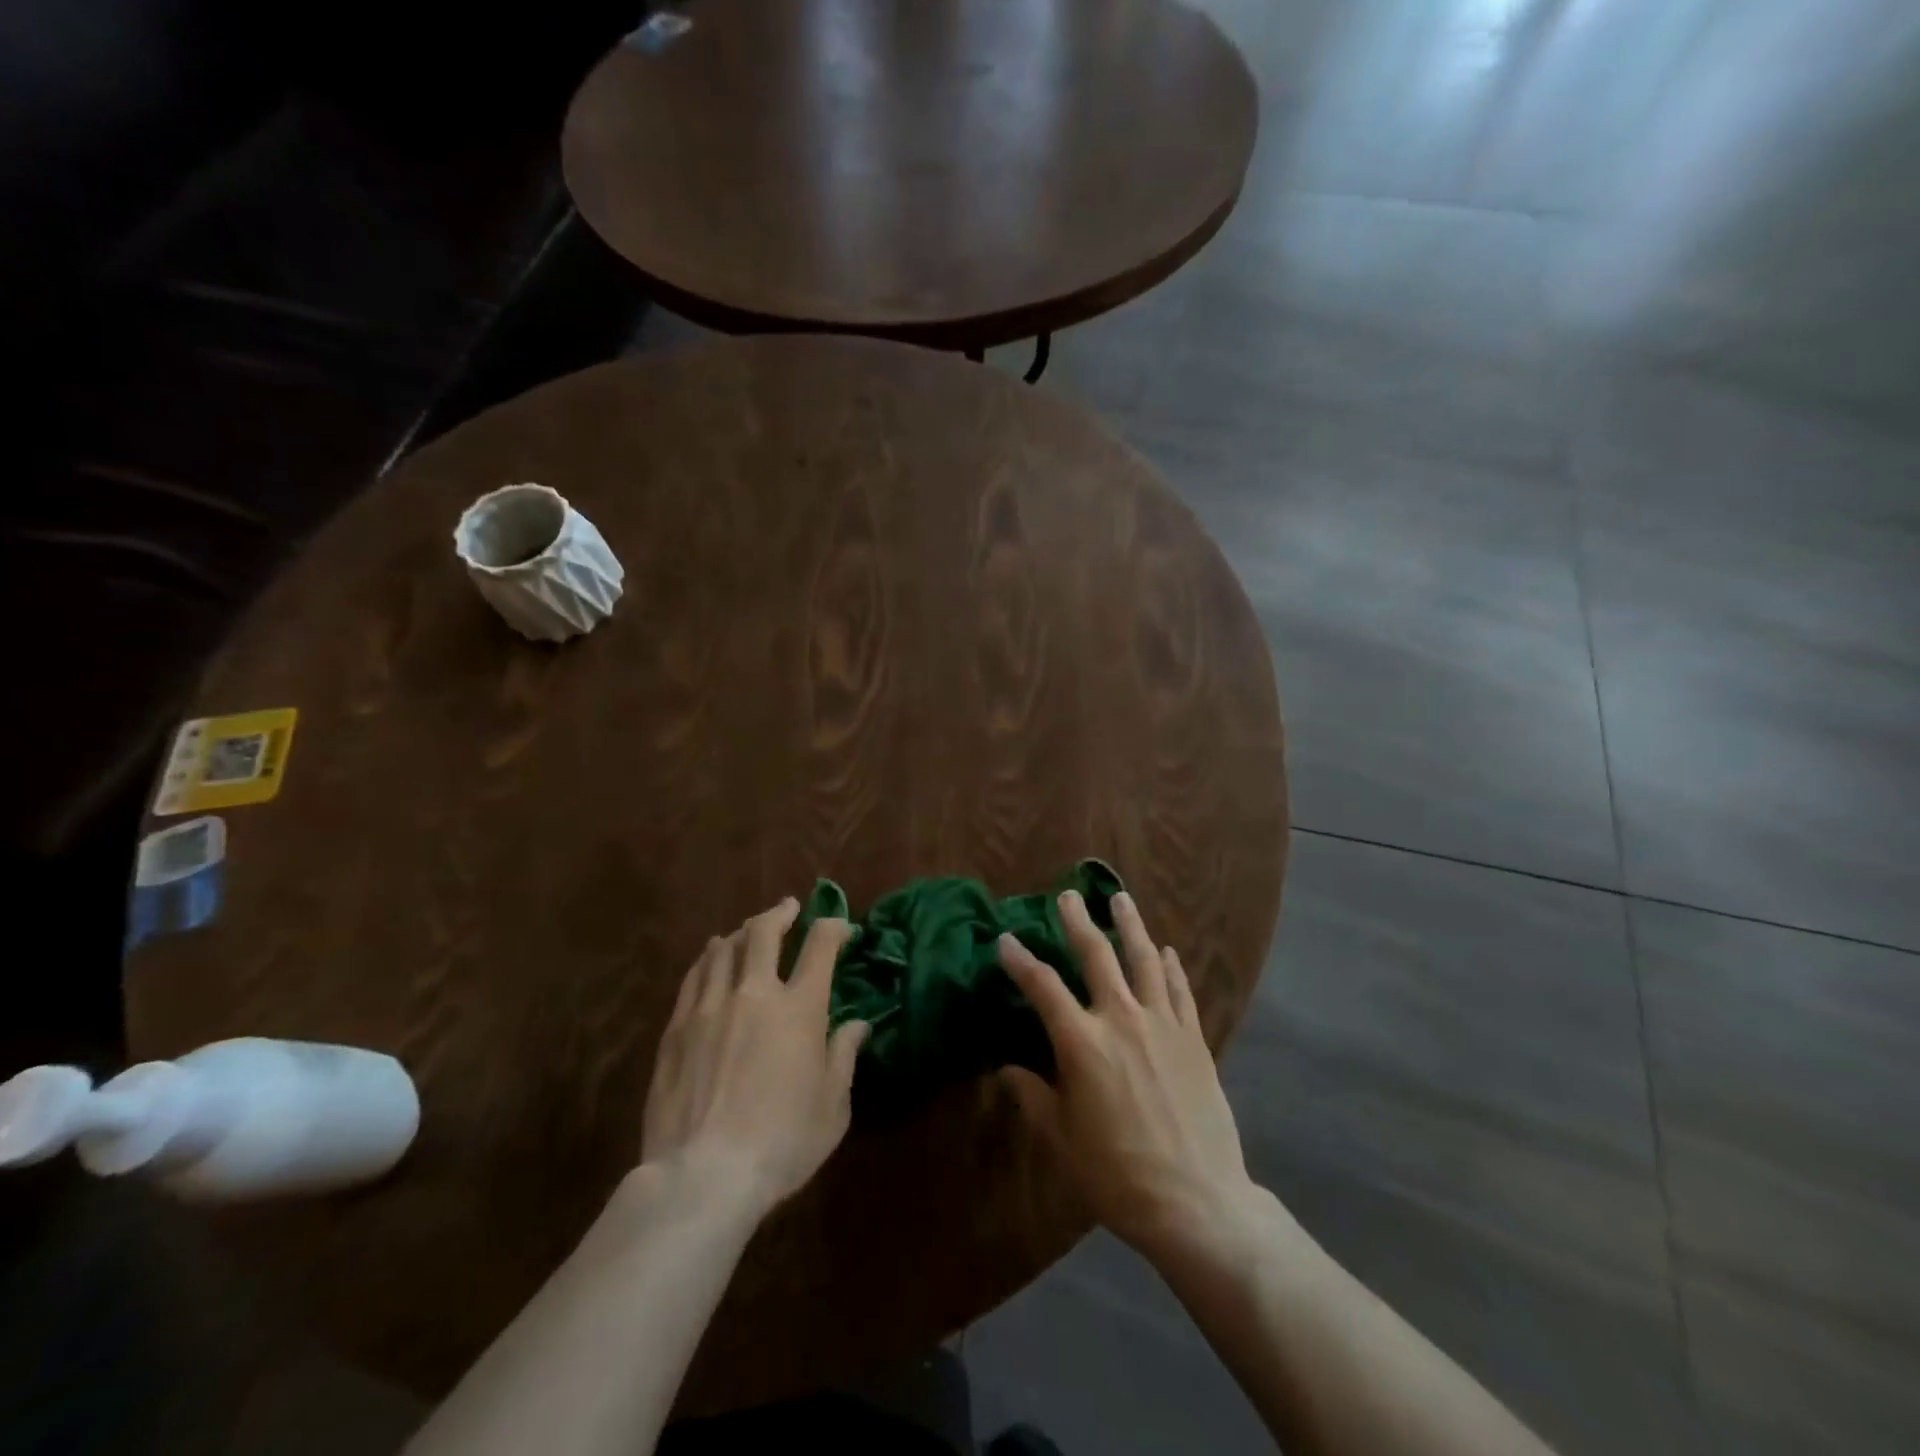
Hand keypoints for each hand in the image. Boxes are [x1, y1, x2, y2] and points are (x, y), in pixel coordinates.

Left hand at [641, 900, 867, 1218]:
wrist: (703, 1176)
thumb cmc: (782, 1143)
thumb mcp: (832, 1106)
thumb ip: (844, 1056)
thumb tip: (858, 1024)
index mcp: (800, 1008)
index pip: (820, 945)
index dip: (834, 927)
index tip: (841, 929)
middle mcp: (755, 993)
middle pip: (764, 932)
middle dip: (781, 913)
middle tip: (789, 909)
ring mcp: (710, 1007)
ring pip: (724, 949)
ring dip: (742, 932)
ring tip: (749, 931)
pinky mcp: (677, 1028)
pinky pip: (694, 976)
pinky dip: (709, 958)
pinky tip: (712, 958)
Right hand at [999, 891, 1256, 1261]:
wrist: (1197, 1201)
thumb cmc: (1117, 1174)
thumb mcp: (1062, 1139)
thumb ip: (1033, 1096)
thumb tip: (1006, 1070)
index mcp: (1082, 1042)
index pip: (1042, 987)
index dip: (1019, 961)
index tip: (1005, 940)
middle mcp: (1121, 1018)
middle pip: (1096, 955)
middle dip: (1078, 921)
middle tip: (1068, 896)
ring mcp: (1162, 1024)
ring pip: (1144, 959)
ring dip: (1130, 925)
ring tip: (1121, 899)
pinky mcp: (1194, 1038)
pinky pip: (1180, 989)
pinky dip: (1172, 966)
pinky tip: (1167, 951)